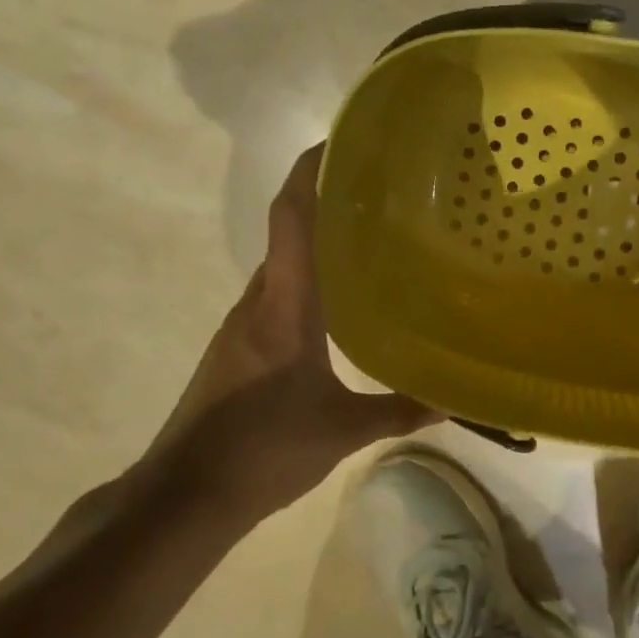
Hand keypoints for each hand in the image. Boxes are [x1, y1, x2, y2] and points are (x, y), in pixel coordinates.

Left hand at [154, 144, 433, 514]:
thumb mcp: (342, 430)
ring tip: (368, 240)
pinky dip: (306, 281)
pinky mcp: (237, 348)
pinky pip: (276, 295)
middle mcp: (258, 302)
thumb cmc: (263, 449)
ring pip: (283, 267)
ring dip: (316, 245)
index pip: (291, 220)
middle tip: (380, 194)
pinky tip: (339, 303)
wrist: (184, 495)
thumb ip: (399, 410)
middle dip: (325, 204)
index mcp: (284, 305)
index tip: (339, 142)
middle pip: (288, 235)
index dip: (309, 173)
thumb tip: (454, 401)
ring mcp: (241, 325)